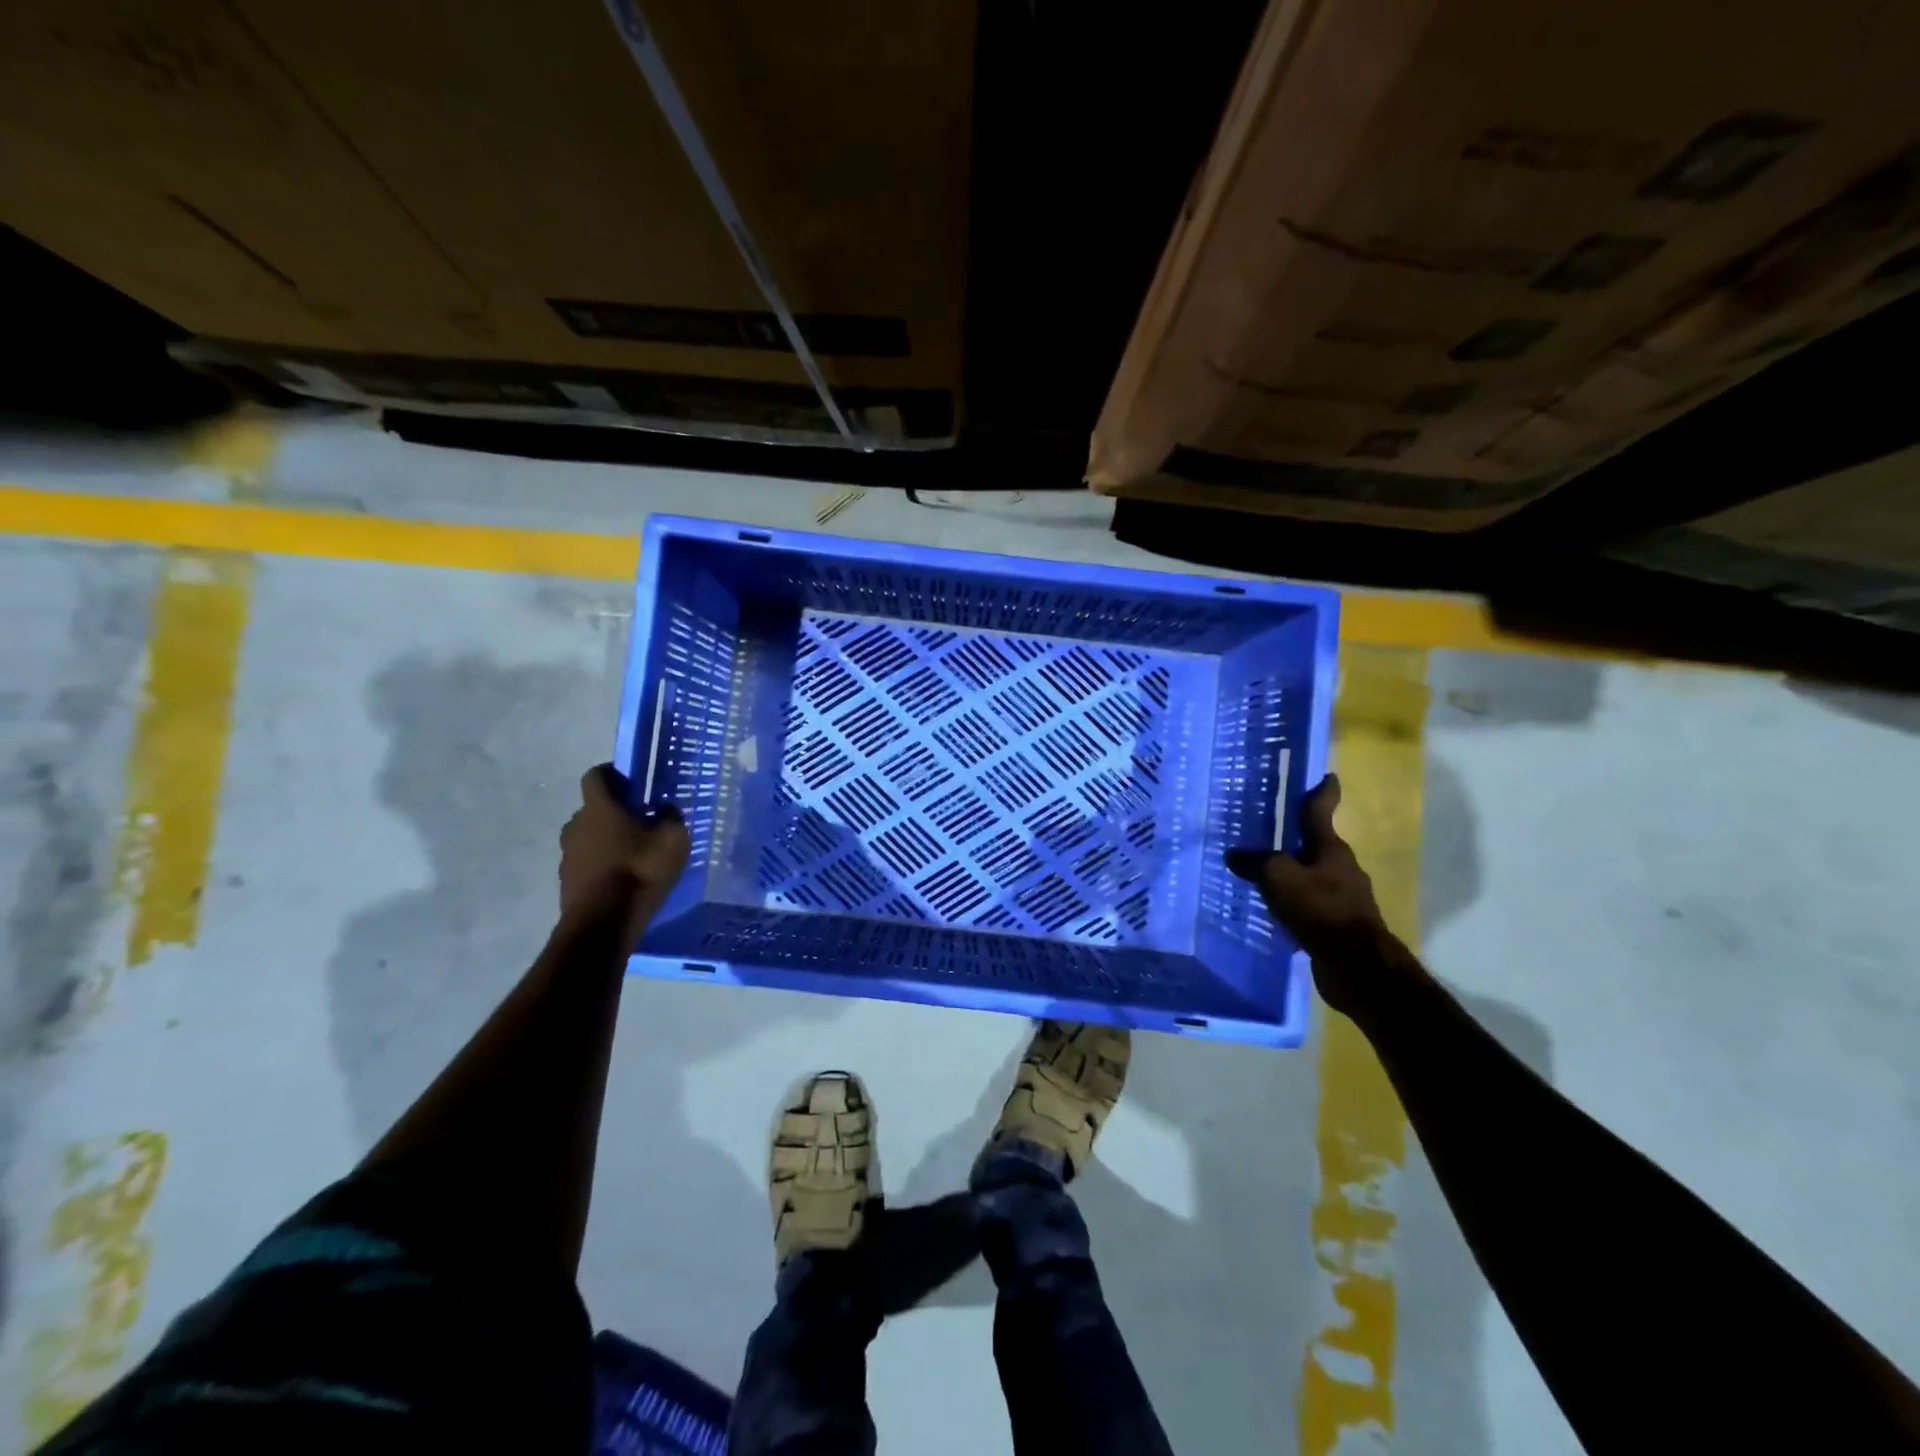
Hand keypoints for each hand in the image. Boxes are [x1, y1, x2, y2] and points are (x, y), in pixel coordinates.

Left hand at [559, 764, 690, 952]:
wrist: (603, 924)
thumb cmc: (639, 871)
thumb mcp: (673, 840)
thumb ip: (671, 818)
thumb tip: (666, 809)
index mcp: (599, 808)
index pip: (596, 775)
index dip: (612, 774)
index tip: (631, 783)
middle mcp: (576, 825)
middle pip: (593, 809)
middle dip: (614, 812)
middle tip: (641, 822)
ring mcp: (567, 855)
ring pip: (588, 837)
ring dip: (606, 840)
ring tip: (633, 854)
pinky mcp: (566, 881)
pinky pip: (586, 862)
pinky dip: (601, 864)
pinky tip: (623, 879)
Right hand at [1226, 774, 1415, 1016]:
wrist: (1357, 965)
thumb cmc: (1320, 909)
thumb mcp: (1279, 877)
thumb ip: (1256, 863)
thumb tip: (1234, 854)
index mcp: (1331, 849)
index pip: (1322, 812)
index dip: (1323, 793)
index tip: (1327, 777)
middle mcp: (1342, 868)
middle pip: (1316, 845)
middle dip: (1296, 839)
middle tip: (1269, 833)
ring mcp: (1344, 898)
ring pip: (1314, 876)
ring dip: (1294, 873)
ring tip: (1265, 873)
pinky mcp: (1339, 925)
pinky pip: (1312, 904)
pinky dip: (1296, 901)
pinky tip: (1276, 909)